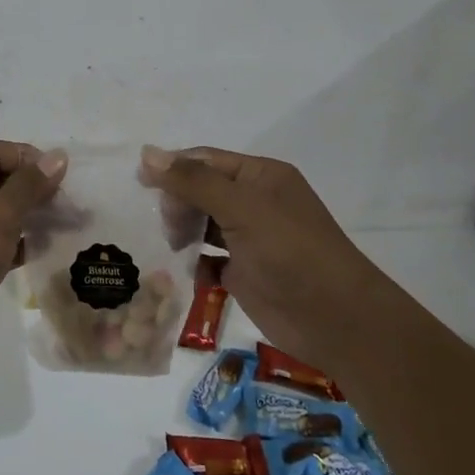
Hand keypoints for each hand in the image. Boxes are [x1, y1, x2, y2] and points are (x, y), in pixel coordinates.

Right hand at [140, 145, 368, 364]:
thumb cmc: (291, 252)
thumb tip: (147, 153)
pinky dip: (192, 263)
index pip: (205, 160)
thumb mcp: (241, 208)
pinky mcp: (243, 273)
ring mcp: (248, 239)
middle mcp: (254, 202)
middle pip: (200, 191)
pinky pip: (207, 259)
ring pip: (201, 224)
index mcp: (260, 176)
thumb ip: (193, 181)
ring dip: (181, 232)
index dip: (172, 167)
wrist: (337, 321)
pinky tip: (180, 271)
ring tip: (170, 246)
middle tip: (166, 226)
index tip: (137, 182)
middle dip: (177, 203)